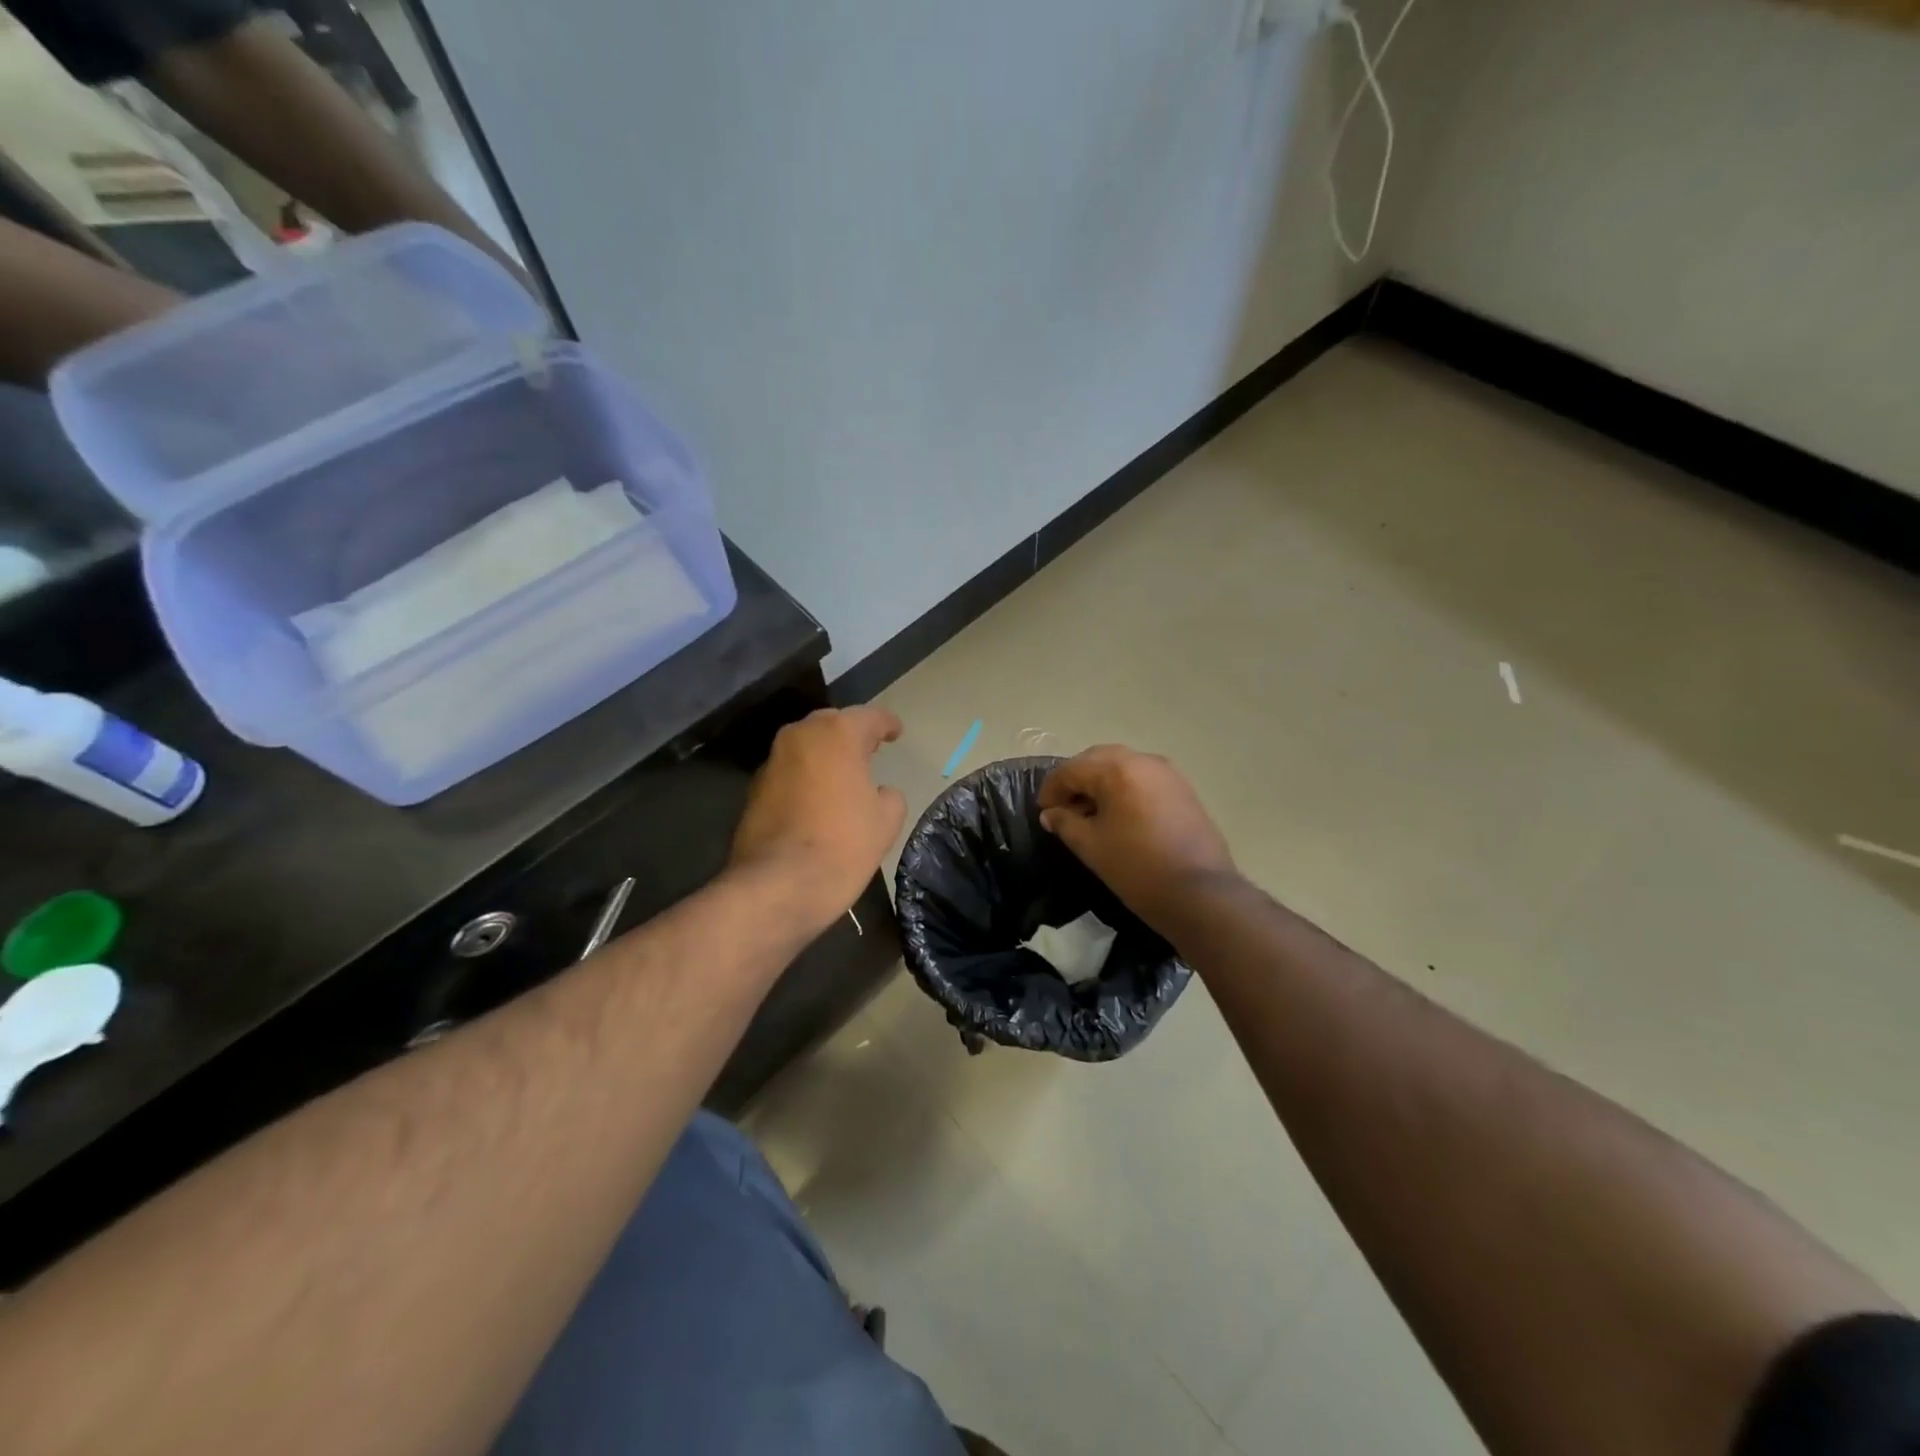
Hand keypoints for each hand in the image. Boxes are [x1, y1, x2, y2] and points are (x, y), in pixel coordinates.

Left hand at [729, 707, 906, 934]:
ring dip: (826, 755)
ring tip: (845, 774)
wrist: (778, 886)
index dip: (887, 724)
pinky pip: (790, 771)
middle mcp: (800, 736)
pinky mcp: (754, 788)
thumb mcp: (886, 821)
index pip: (869, 717)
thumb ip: (889, 796)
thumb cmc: (842, 845)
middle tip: (870, 749)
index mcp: (837, 734)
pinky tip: (818, 798)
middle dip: (852, 734)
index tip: (897, 732)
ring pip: (806, 746)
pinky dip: (806, 776)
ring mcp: (772, 761)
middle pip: (832, 724)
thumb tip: (878, 792)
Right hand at [1039, 746, 1235, 935]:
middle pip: (1098, 760)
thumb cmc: (1137, 868)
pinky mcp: (1183, 789)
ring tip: (1090, 813)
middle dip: (1076, 780)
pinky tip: (1119, 815)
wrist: (1200, 893)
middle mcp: (1143, 761)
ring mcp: (1168, 773)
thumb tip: (1051, 814)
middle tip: (1063, 808)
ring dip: (1101, 782)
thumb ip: (1065, 823)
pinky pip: (1143, 778)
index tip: (1043, 812)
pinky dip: (1124, 788)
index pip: (1072, 769)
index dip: (1051, 789)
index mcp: (1117, 769)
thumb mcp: (1091, 847)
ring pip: (1123, 766)